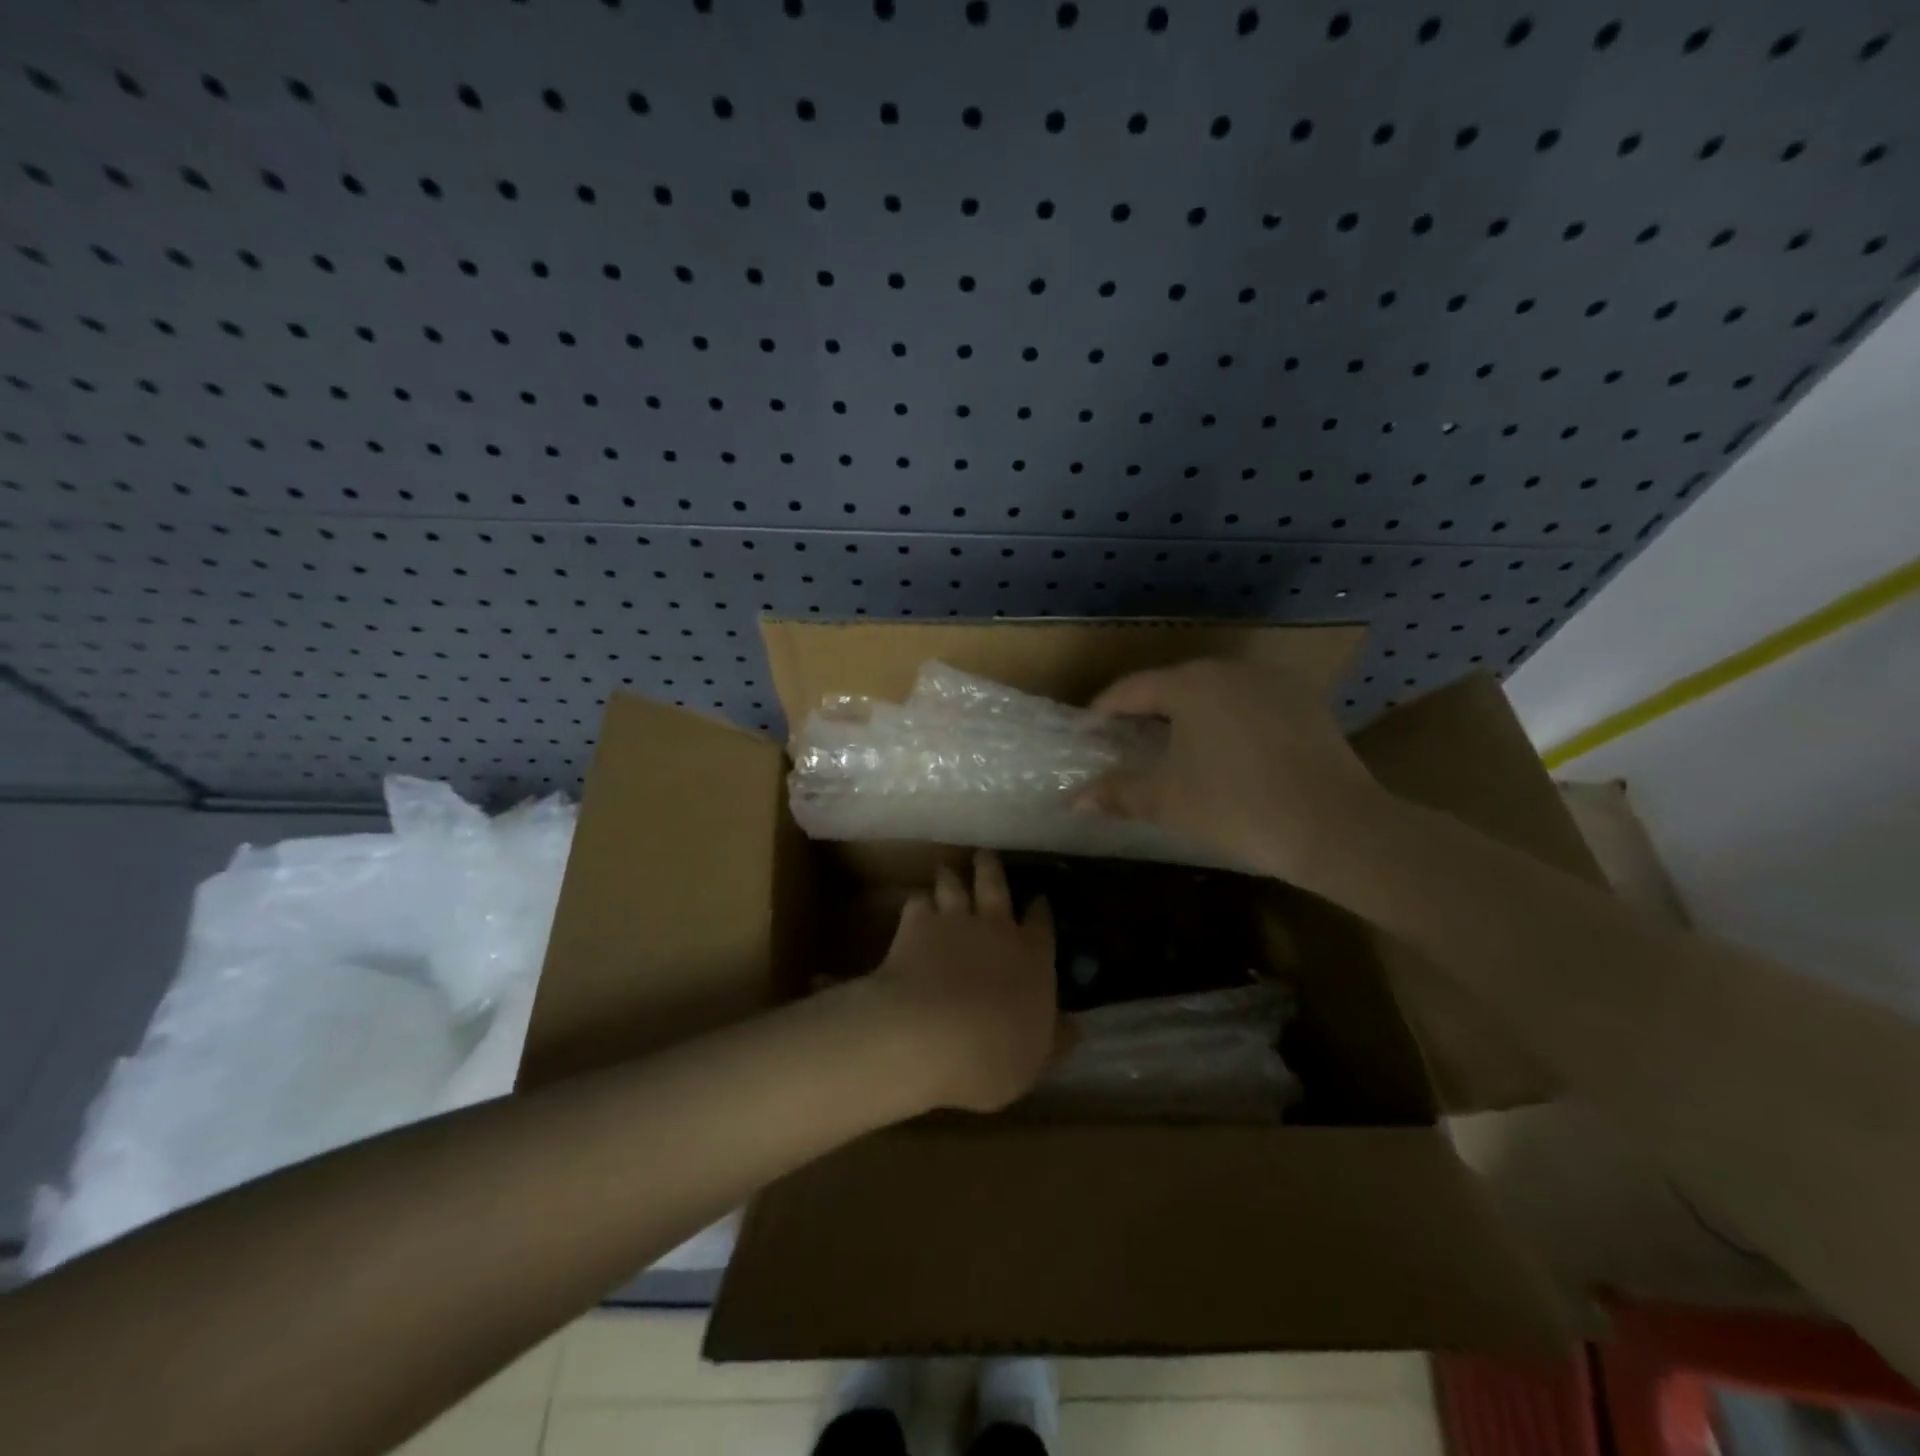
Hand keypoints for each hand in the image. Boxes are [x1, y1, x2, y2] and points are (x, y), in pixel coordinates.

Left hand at [862, 851, 1064, 1113]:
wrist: (929, 1033)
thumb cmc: (992, 1055)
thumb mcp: (1035, 1060)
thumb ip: (1054, 1040)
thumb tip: (1075, 1027)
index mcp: (1032, 957)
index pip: (1042, 924)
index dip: (1040, 910)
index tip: (1039, 899)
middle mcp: (996, 928)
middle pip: (995, 886)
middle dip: (992, 870)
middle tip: (986, 855)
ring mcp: (954, 921)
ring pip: (954, 886)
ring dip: (952, 877)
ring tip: (948, 870)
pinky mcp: (916, 924)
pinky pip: (917, 903)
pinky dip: (918, 903)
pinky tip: (915, 907)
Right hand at [1082, 658, 1385, 884]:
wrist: (1335, 826)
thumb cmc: (1236, 806)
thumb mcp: (1167, 801)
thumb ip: (1117, 793)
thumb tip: (1074, 800)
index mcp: (1191, 683)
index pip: (1131, 689)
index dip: (1103, 711)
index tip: (1088, 732)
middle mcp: (1230, 670)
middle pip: (1172, 684)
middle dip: (1144, 711)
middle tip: (1124, 741)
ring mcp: (1273, 681)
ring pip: (1213, 691)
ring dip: (1187, 714)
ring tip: (1171, 745)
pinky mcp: (1304, 702)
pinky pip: (1248, 703)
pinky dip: (1225, 720)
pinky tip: (1224, 751)